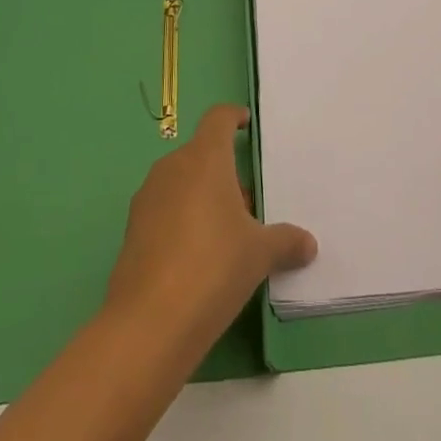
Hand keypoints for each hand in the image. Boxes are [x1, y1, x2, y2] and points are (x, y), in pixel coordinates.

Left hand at [105, 104, 316, 352]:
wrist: (149, 322)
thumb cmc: (214, 267)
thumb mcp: (260, 254)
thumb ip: (285, 241)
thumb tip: (308, 243)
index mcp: (205, 159)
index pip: (218, 119)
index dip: (233, 117)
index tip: (246, 125)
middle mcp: (172, 168)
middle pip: (200, 154)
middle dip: (223, 170)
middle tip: (249, 201)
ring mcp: (147, 198)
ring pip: (181, 182)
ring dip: (202, 196)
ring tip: (227, 232)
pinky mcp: (132, 230)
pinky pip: (164, 210)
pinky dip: (182, 220)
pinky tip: (198, 256)